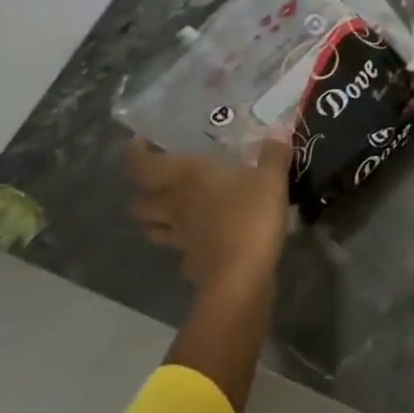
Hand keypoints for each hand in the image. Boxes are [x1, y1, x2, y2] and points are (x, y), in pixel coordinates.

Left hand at [127, 135, 293, 290]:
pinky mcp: (191, 263)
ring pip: (153, 228)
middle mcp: (175, 205)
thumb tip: (278, 134)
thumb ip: (274, 155)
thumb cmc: (250, 217)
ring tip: (176, 211)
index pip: (141, 165)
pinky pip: (180, 251)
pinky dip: (185, 246)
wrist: (242, 278)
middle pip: (140, 202)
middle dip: (144, 192)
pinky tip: (201, 241)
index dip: (135, 153)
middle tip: (163, 181)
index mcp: (186, 178)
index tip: (142, 143)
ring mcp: (180, 238)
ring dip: (157, 220)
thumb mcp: (271, 179)